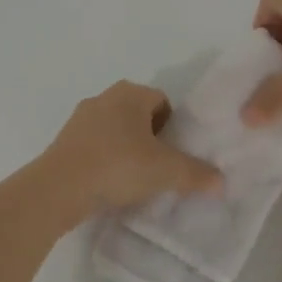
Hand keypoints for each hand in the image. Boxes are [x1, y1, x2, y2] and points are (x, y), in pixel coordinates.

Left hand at [41, 81, 222, 214]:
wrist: (59, 188)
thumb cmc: (118, 166)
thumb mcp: (166, 172)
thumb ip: (196, 174)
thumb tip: (221, 182)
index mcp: (131, 93)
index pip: (162, 102)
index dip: (173, 126)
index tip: (175, 153)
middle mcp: (104, 97)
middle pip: (138, 114)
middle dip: (150, 137)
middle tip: (159, 166)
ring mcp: (80, 118)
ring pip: (114, 130)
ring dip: (126, 148)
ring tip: (134, 179)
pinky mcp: (63, 141)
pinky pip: (94, 145)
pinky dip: (104, 159)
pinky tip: (109, 183)